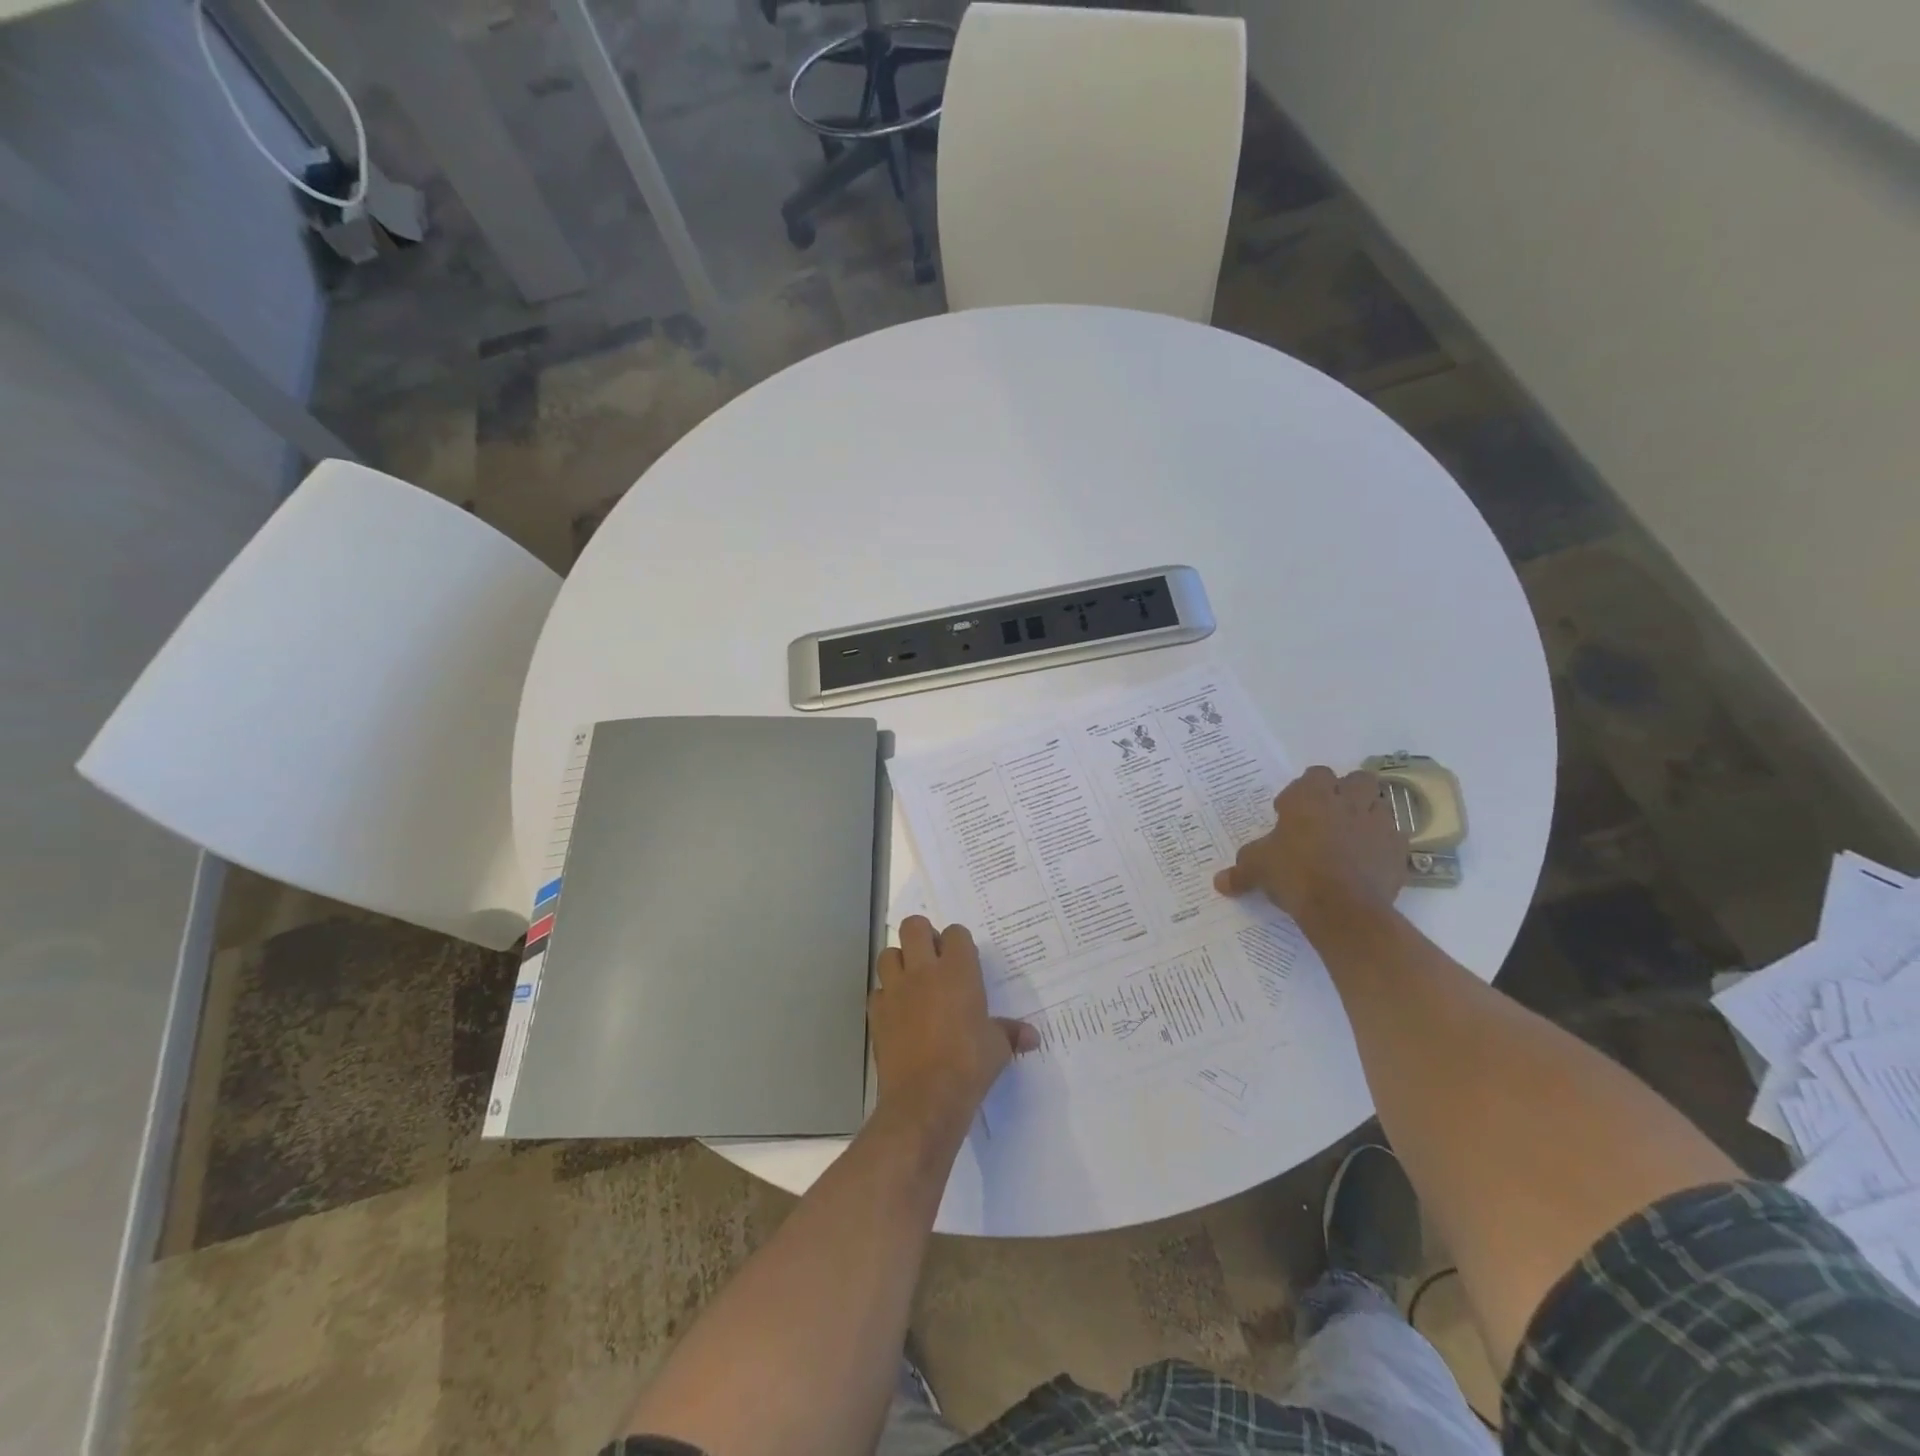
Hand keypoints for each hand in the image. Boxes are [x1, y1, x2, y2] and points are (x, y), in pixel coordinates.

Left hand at [869, 917, 1036, 1127]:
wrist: (925, 1098)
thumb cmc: (969, 1065)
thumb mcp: (998, 1048)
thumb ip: (1011, 1033)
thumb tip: (1033, 1037)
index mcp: (958, 971)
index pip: (955, 933)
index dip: (959, 943)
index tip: (965, 961)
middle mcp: (923, 971)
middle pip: (914, 927)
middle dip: (923, 935)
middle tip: (933, 958)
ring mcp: (896, 990)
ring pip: (889, 954)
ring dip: (900, 961)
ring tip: (913, 981)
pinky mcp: (877, 1013)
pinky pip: (878, 991)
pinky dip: (887, 996)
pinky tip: (899, 1012)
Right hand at [1213, 766, 1408, 927]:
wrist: (1343, 909)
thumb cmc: (1294, 874)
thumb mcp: (1256, 869)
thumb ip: (1240, 871)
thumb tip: (1219, 882)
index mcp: (1311, 797)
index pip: (1315, 774)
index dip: (1303, 790)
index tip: (1290, 812)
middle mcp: (1348, 802)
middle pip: (1357, 780)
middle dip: (1346, 792)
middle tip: (1328, 815)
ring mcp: (1378, 824)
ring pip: (1380, 804)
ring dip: (1367, 813)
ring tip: (1350, 835)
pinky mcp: (1398, 850)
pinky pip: (1394, 836)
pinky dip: (1382, 843)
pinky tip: (1368, 859)